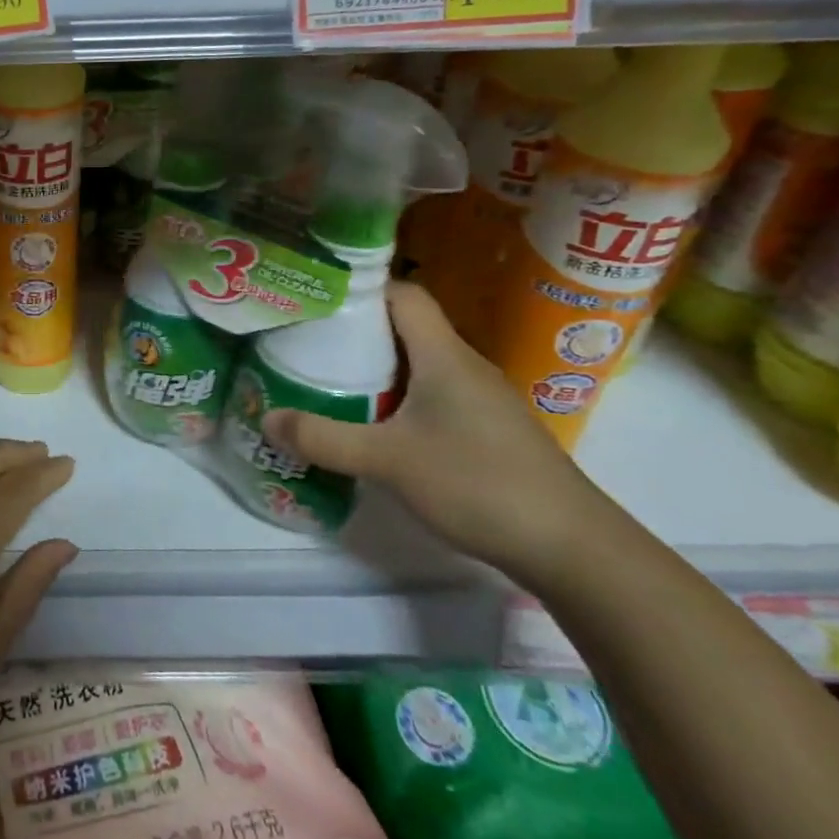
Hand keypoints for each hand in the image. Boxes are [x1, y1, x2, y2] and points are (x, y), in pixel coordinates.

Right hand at [262, 282, 609, 581]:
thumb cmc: (479, 483)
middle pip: (405, 329)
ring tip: (327, 383)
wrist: (573, 548)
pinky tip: (373, 428)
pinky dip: (397, 401)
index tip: (316, 301)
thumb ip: (323, 438)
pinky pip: (431, 397)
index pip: (403, 295)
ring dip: (375, 370)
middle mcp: (464, 367)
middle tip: (306, 345)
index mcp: (444, 356)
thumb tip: (265, 419)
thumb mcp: (388, 461)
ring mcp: (481, 401)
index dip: (361, 290)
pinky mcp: (487, 432)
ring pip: (418, 366)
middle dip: (355, 333)